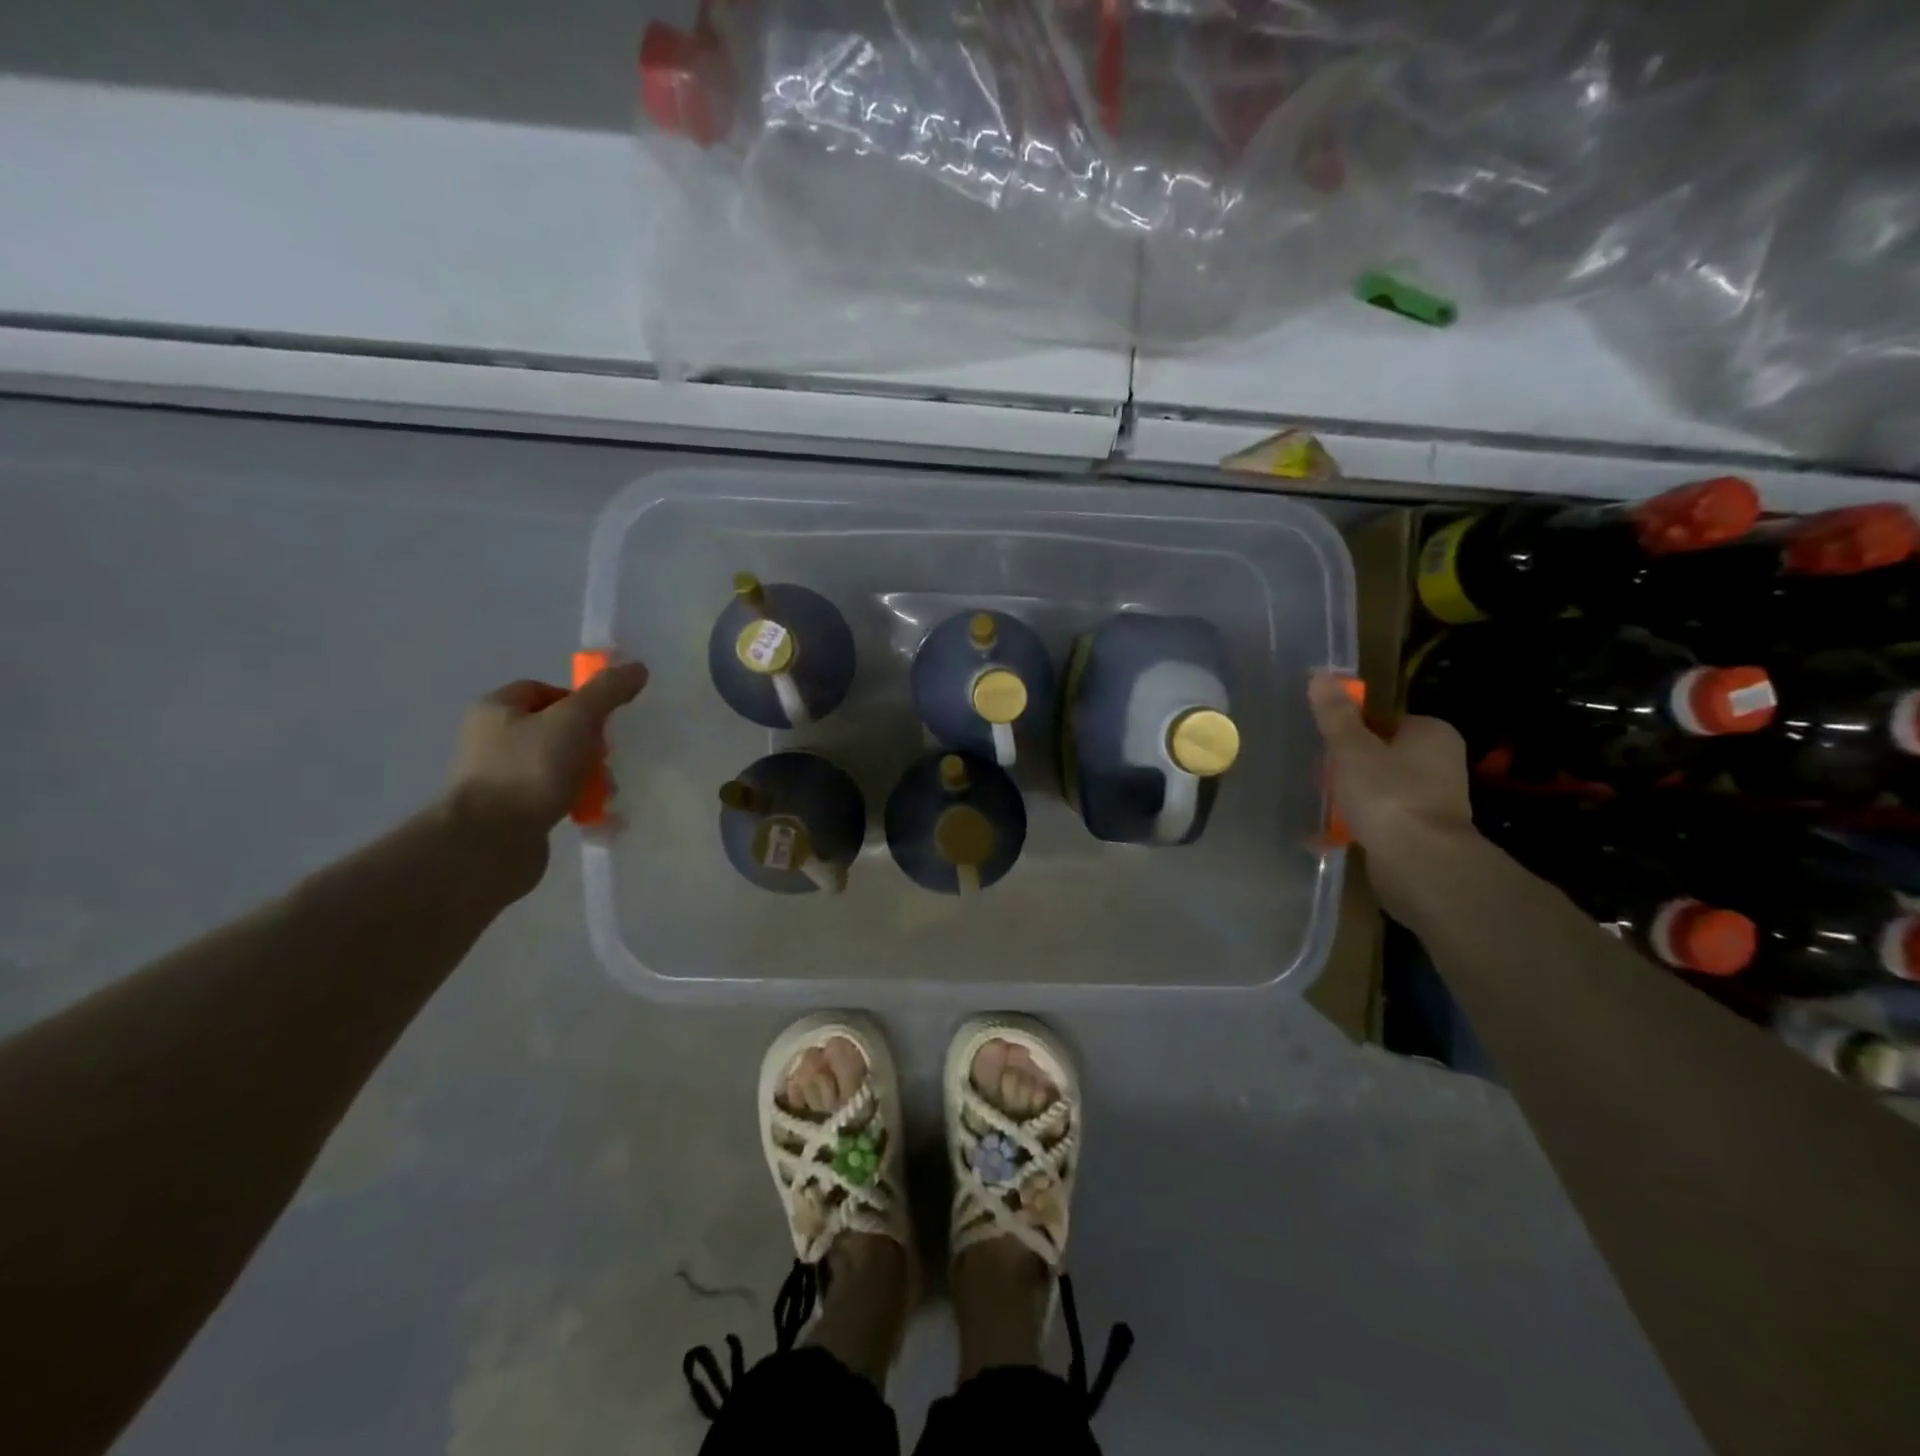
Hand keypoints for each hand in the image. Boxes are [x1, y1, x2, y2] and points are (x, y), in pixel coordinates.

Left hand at [447, 663, 649, 838]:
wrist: (490, 842)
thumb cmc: (529, 770)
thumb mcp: (574, 720)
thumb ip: (606, 692)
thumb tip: (637, 667)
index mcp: (497, 709)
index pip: (544, 689)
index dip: (579, 700)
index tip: (603, 721)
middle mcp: (491, 739)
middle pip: (555, 728)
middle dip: (588, 742)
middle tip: (605, 757)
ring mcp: (499, 778)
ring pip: (557, 764)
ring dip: (586, 774)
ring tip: (604, 791)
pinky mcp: (510, 812)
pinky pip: (552, 796)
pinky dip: (574, 801)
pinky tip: (591, 813)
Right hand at [1308, 671, 1472, 851]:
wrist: (1419, 862)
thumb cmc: (1387, 795)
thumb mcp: (1351, 749)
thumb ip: (1336, 715)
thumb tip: (1320, 674)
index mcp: (1432, 733)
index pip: (1383, 720)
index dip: (1351, 731)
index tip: (1326, 747)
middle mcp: (1441, 762)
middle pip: (1381, 754)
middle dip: (1350, 766)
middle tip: (1321, 777)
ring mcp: (1435, 799)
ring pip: (1381, 787)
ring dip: (1354, 796)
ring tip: (1325, 805)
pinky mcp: (1423, 832)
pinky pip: (1383, 817)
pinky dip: (1360, 822)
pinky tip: (1334, 833)